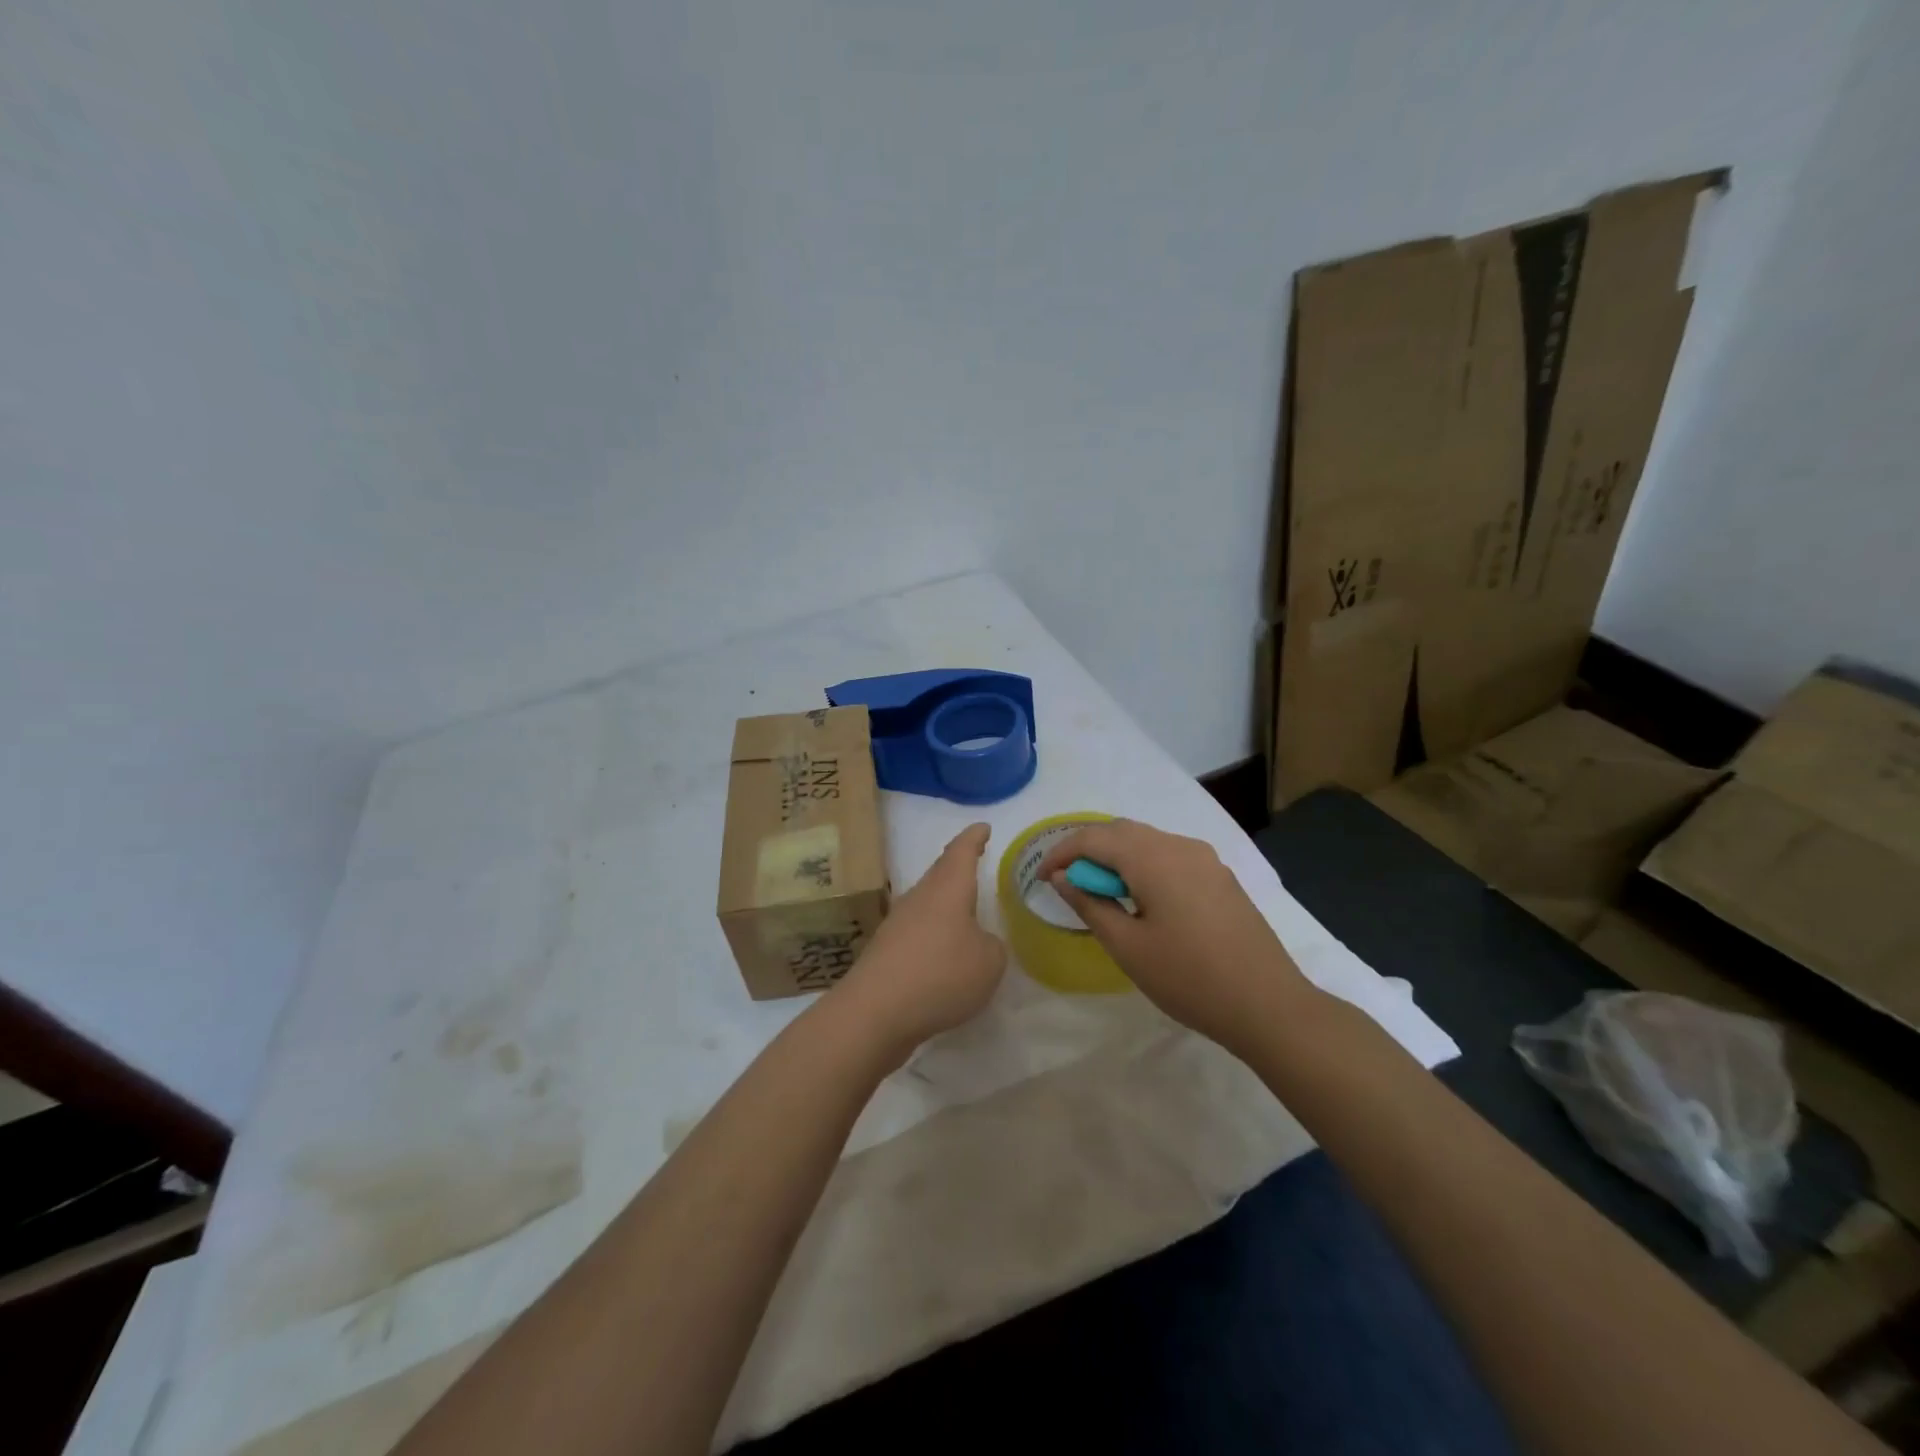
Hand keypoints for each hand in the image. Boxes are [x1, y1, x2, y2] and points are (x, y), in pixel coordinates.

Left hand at [831, 823, 1006, 1060]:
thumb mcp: (989, 963)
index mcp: (947, 889)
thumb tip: (978, 943)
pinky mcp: (886, 952)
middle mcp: (919, 898)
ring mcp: (898, 924)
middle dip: (958, 868)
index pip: (962, 851)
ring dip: (945, 903)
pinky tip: (943, 952)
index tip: (983, 827)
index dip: (974, 838)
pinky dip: (934, 934)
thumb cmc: (941, 975)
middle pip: (940, 874)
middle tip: (974, 862)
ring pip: (927, 902)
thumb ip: (992, 947)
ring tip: (964, 910)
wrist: (875, 1012)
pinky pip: (917, 931)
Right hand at [1036, 819, 1315, 1055]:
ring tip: (1101, 893)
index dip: (1061, 853)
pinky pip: (1169, 855)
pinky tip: (1140, 898)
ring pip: (1147, 841)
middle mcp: (1179, 845)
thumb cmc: (1189, 978)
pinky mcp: (1219, 876)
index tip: (1041, 879)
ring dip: (1116, 857)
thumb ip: (1090, 903)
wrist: (1269, 1005)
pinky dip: (1143, 865)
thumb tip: (1063, 877)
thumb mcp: (1127, 946)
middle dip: (1087, 850)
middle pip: (1121, 831)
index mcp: (1153, 858)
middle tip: (1067, 883)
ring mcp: (1205, 858)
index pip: (1093, 838)